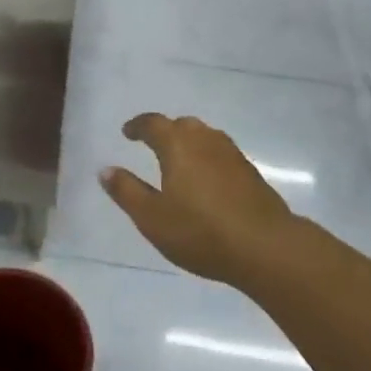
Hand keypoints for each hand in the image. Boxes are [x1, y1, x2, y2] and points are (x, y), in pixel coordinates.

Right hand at [99, 113, 295, 286]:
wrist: (265, 246)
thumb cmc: (201, 231)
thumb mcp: (152, 217)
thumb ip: (127, 191)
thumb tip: (105, 169)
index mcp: (177, 144)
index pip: (153, 124)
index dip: (137, 126)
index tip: (127, 133)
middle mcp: (204, 139)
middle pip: (181, 125)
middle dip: (165, 132)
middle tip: (153, 145)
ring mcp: (231, 154)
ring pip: (204, 137)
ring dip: (189, 143)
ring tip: (180, 161)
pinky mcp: (250, 172)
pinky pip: (220, 154)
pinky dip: (207, 158)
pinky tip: (207, 180)